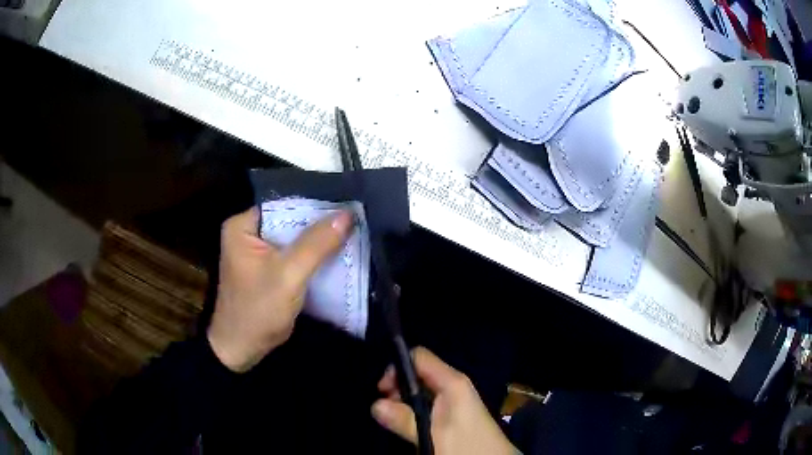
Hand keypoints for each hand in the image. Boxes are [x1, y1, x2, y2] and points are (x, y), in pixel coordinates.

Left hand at [207, 207, 352, 371]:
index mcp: (242, 226)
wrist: (242, 350)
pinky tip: (336, 253)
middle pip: (290, 220)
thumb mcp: (288, 275)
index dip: (314, 203)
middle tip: (354, 218)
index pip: (283, 204)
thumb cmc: (258, 310)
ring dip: (318, 240)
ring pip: (294, 238)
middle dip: (319, 222)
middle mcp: (248, 233)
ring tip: (351, 231)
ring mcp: (257, 252)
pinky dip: (312, 256)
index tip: (346, 204)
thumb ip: (316, 244)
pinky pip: (293, 254)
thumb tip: (347, 213)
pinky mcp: (268, 268)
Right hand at [372, 347, 517, 454]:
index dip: (397, 368)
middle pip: (418, 373)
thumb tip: (375, 405)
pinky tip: (409, 424)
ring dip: (404, 401)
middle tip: (386, 409)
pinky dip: (414, 410)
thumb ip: (404, 419)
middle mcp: (454, 385)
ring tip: (395, 420)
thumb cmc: (466, 446)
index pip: (419, 357)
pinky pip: (428, 403)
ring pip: (422, 390)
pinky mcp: (454, 413)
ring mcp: (455, 399)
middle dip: (398, 387)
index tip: (382, 390)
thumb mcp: (433, 435)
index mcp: (452, 382)